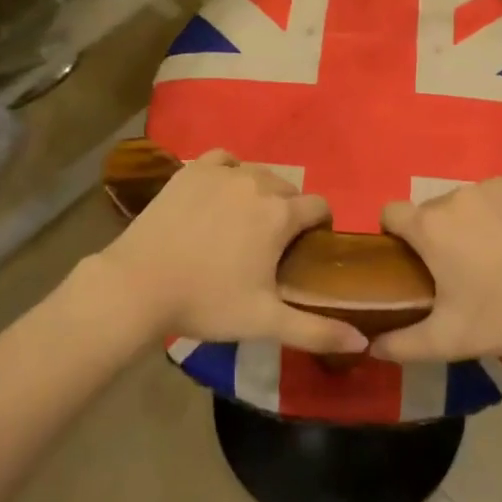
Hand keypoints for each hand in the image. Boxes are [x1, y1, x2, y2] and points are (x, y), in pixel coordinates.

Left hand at [94, 150, 366, 353]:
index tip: (307, 249)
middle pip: (288, 190)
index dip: (319, 226)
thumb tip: (363, 341)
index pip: (319, 206)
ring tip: (243, 222)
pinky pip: (224, 160)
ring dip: (260, 193)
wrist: (138, 285)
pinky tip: (221, 191)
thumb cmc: (206, 302)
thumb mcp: (265, 321)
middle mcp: (257, 182)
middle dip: (288, 212)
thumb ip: (317, 331)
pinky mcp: (192, 169)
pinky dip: (230, 171)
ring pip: (257, 174)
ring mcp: (222, 172)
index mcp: (280, 214)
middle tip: (270, 245)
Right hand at [371, 177, 501, 362]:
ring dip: (467, 223)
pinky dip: (498, 213)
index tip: (409, 261)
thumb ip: (401, 344)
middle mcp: (455, 196)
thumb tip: (371, 346)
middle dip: (435, 234)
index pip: (390, 212)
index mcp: (430, 227)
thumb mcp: (448, 340)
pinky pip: (495, 195)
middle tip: (457, 271)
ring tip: (494, 258)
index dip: (393, 234)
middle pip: (430, 210)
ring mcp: (490, 186)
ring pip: (463, 202)